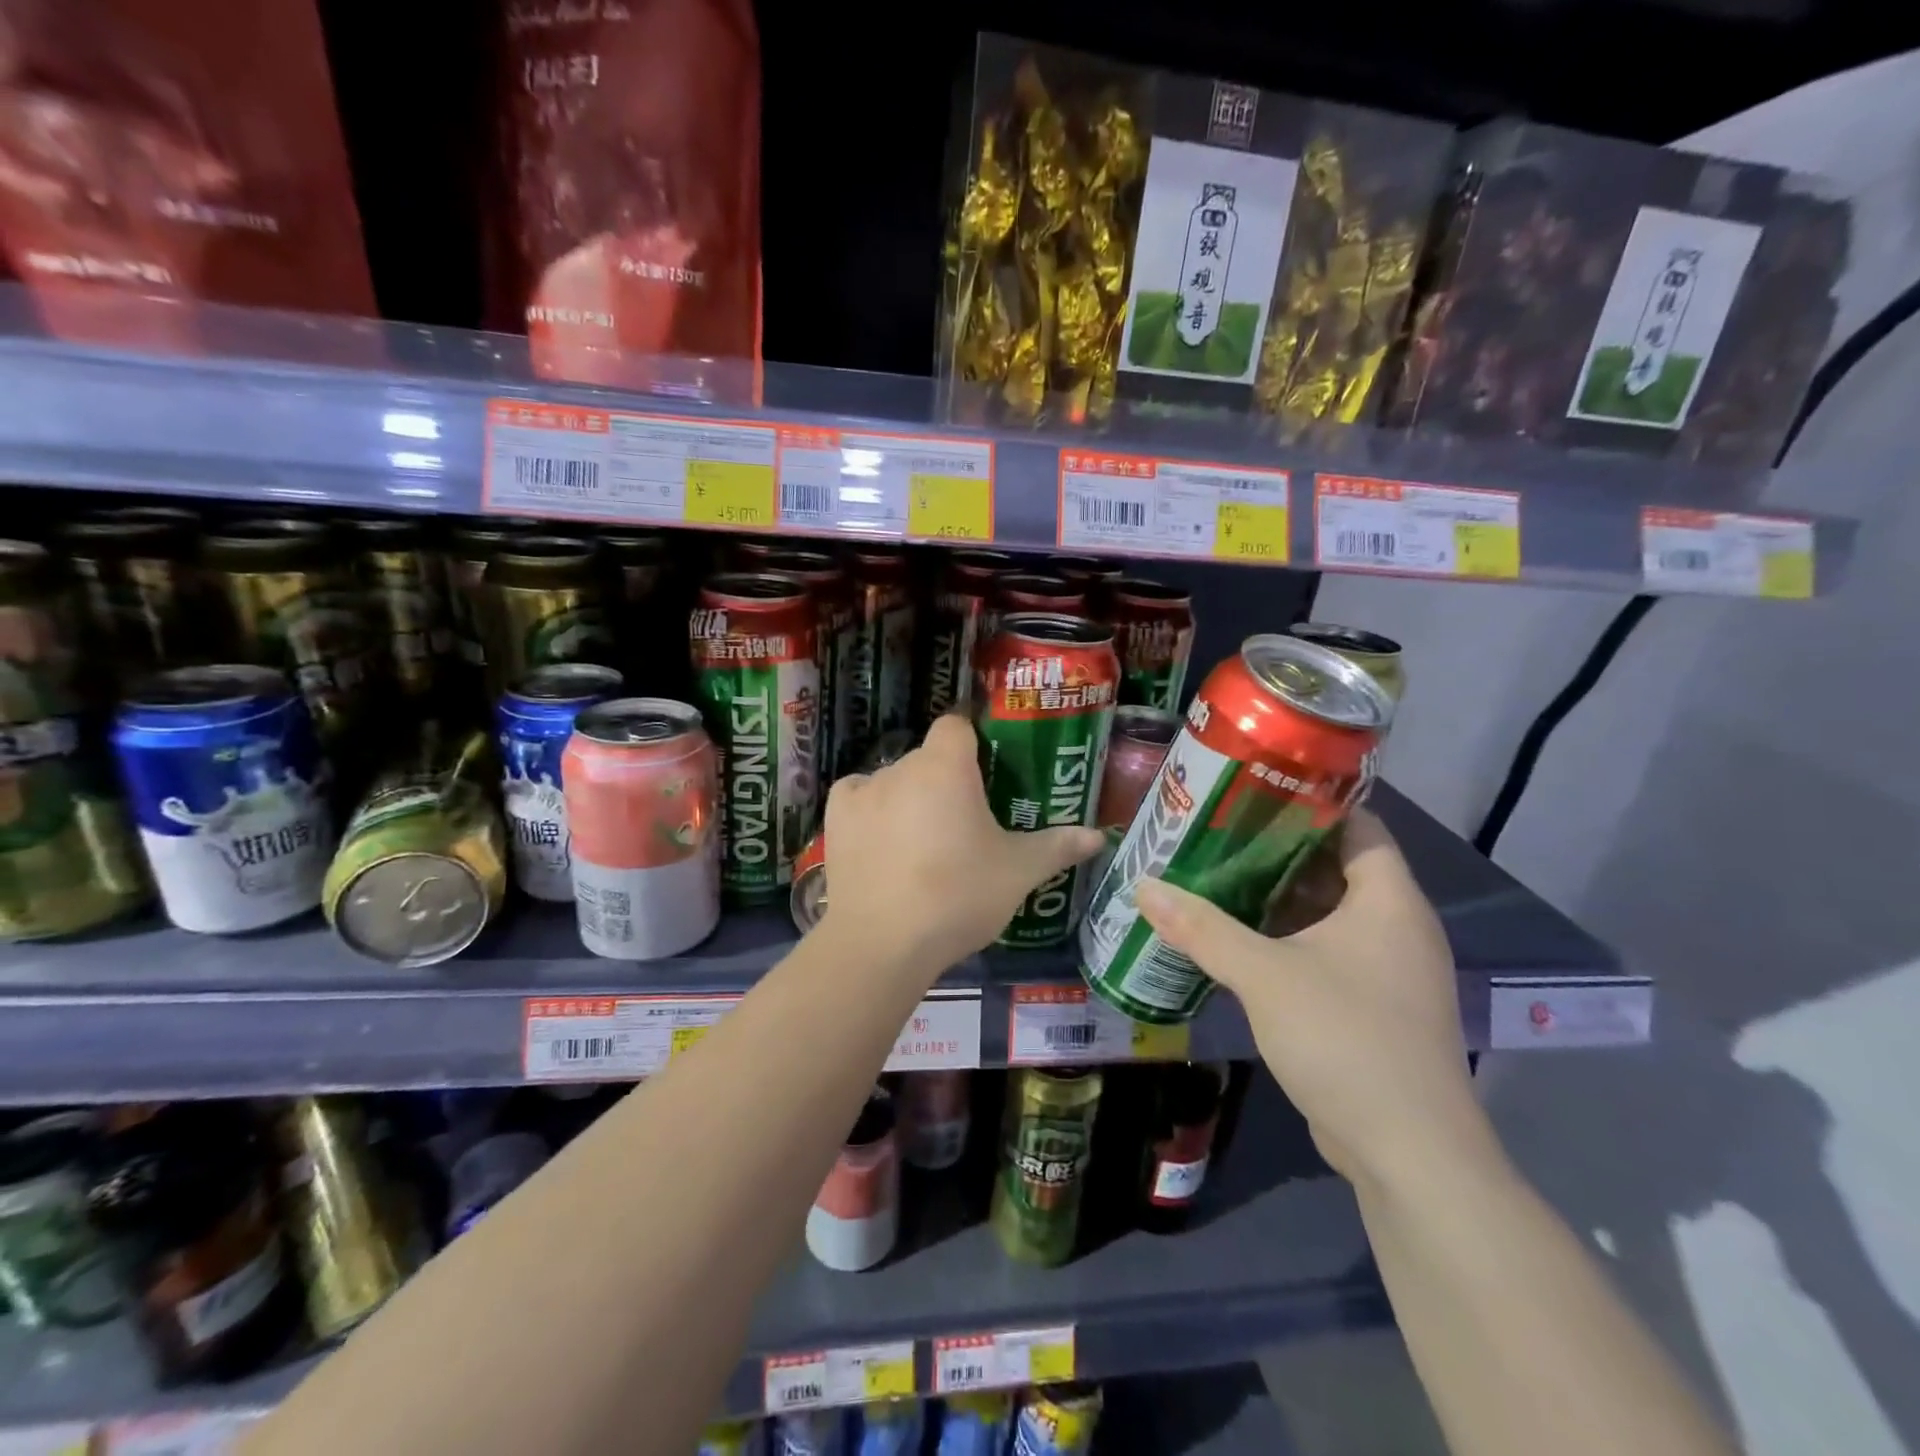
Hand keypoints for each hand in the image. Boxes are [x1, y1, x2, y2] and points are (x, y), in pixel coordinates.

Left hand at [819, 715, 1103, 974]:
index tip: (987, 768)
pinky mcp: (835, 819)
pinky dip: (871, 809)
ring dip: (909, 796)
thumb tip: (1099, 837)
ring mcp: (863, 791)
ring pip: (894, 780)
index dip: (972, 739)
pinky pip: (857, 797)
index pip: (956, 725)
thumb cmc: (959, 895)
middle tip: (966, 820)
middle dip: (946, 780)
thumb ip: (1057, 847)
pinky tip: (882, 837)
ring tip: (924, 841)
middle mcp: (901, 766)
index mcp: (946, 767)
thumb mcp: (1018, 872)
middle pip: (928, 758)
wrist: (884, 942)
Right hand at [1133, 810, 1480, 1184]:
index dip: (1308, 803)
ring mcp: (1388, 969)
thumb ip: (1202, 928)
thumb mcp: (1264, 975)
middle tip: (1217, 831)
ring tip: (1217, 874)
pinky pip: (1327, 950)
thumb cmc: (1346, 1039)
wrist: (1409, 1154)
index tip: (1251, 789)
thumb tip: (1143, 886)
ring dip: (1278, 897)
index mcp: (1388, 900)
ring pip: (1328, 912)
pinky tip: (1239, 938)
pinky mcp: (1373, 1005)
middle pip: (1336, 866)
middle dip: (1277, 848)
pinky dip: (1287, 937)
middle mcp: (1396, 926)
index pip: (1357, 824)